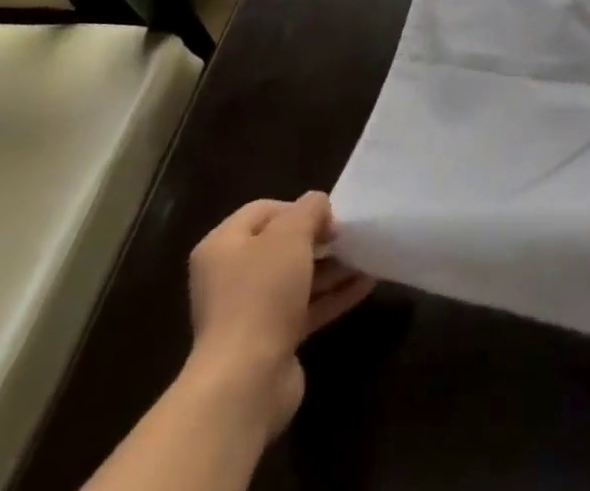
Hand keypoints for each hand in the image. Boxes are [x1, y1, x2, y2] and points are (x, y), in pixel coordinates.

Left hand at [185, 193, 375, 435]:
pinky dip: (332, 295)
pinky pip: (305, 308)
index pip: (264, 210)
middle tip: (349, 237)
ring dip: (332, 267)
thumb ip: (310, 209)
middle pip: (281, 246)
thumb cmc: (262, 293)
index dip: (298, 208)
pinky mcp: (270, 342)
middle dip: (319, 240)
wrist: (245, 381)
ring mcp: (249, 312)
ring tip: (367, 257)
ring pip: (297, 279)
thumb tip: (319, 209)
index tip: (328, 218)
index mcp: (222, 246)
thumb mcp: (291, 233)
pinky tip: (365, 285)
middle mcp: (230, 277)